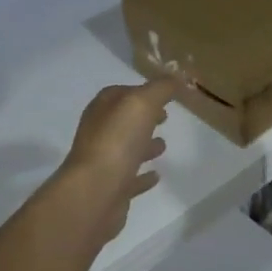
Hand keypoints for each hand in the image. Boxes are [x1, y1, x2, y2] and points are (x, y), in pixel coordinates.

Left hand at [59, 77, 182, 237]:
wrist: (95, 193)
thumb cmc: (117, 141)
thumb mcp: (142, 103)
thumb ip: (160, 88)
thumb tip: (176, 77)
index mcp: (102, 109)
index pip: (120, 93)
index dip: (142, 91)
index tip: (165, 95)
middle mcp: (99, 133)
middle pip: (123, 121)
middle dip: (143, 118)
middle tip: (165, 118)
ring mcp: (103, 163)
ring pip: (126, 149)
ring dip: (144, 145)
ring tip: (164, 145)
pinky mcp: (111, 189)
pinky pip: (130, 179)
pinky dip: (143, 176)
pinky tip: (156, 176)